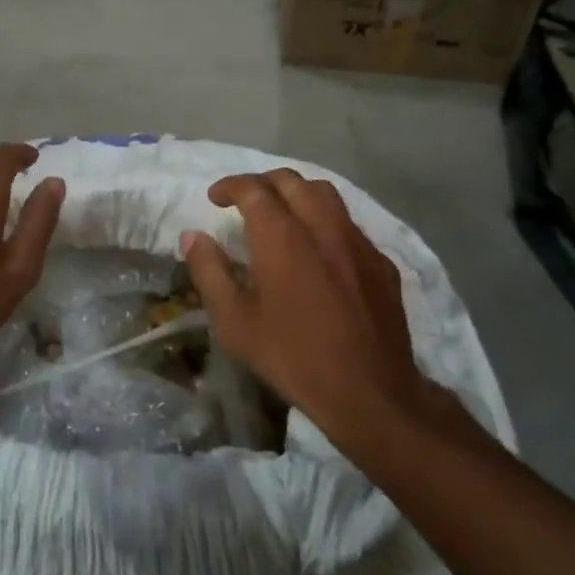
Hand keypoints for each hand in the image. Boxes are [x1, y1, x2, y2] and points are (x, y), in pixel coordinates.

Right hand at [180, 170, 449, 455]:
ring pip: (326, 195)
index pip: (254, 189)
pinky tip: (320, 250)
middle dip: (263, 183)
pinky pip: (349, 224)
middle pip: (292, 181)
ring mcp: (357, 242)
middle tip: (245, 202)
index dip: (230, 186)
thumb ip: (210, 272)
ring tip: (283, 214)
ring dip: (297, 194)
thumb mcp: (234, 322)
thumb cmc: (292, 356)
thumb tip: (193, 236)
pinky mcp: (381, 263)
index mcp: (282, 237)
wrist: (369, 392)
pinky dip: (326, 221)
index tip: (215, 198)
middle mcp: (322, 227)